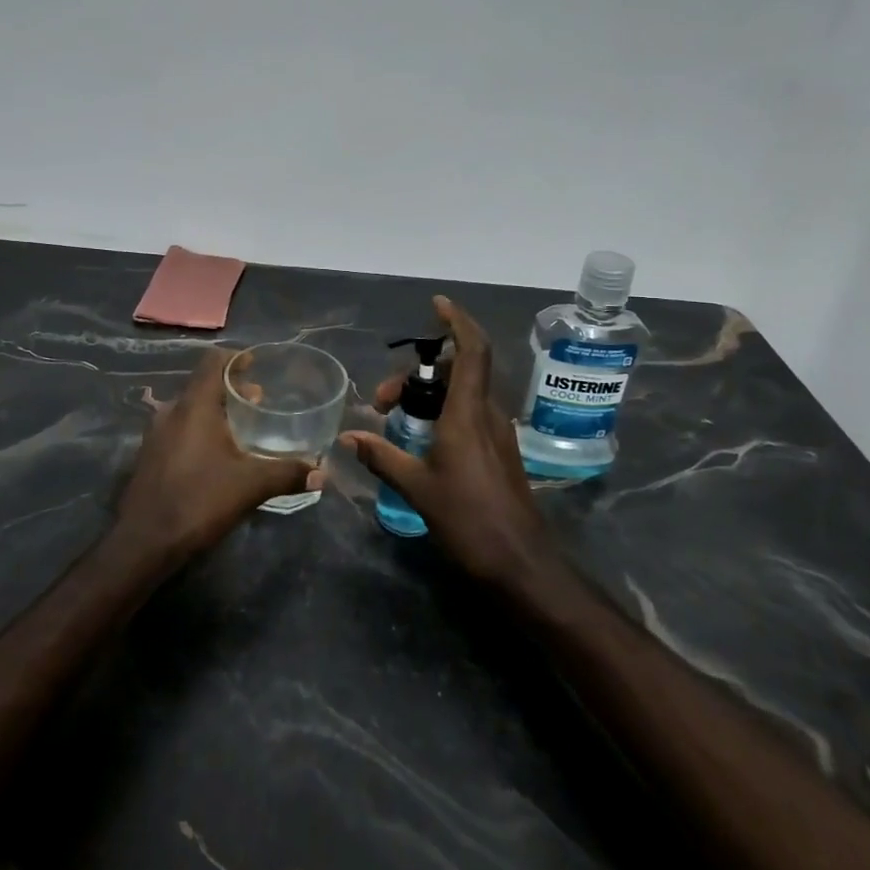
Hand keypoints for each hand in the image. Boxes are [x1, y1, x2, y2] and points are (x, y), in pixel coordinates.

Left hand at [115, 347, 315, 561]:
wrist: (144, 541)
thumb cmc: (198, 500)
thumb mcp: (250, 485)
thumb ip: (287, 473)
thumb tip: (322, 473)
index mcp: (194, 406)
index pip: (213, 362)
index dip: (236, 358)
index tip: (257, 365)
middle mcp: (171, 411)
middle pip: (203, 385)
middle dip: (231, 388)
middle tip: (260, 400)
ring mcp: (156, 434)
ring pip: (190, 409)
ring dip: (215, 411)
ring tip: (242, 428)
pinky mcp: (150, 456)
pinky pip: (179, 429)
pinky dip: (200, 430)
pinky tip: (217, 455)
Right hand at [341, 297, 553, 586]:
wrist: (522, 564)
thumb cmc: (469, 520)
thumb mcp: (418, 488)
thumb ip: (382, 457)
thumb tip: (348, 437)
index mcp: (468, 414)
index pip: (472, 351)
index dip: (457, 322)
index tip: (436, 305)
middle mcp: (487, 414)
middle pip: (458, 370)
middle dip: (418, 373)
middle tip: (382, 401)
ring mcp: (497, 433)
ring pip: (463, 393)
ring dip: (428, 394)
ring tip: (394, 420)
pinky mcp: (499, 451)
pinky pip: (469, 414)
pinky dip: (442, 412)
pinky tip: (419, 439)